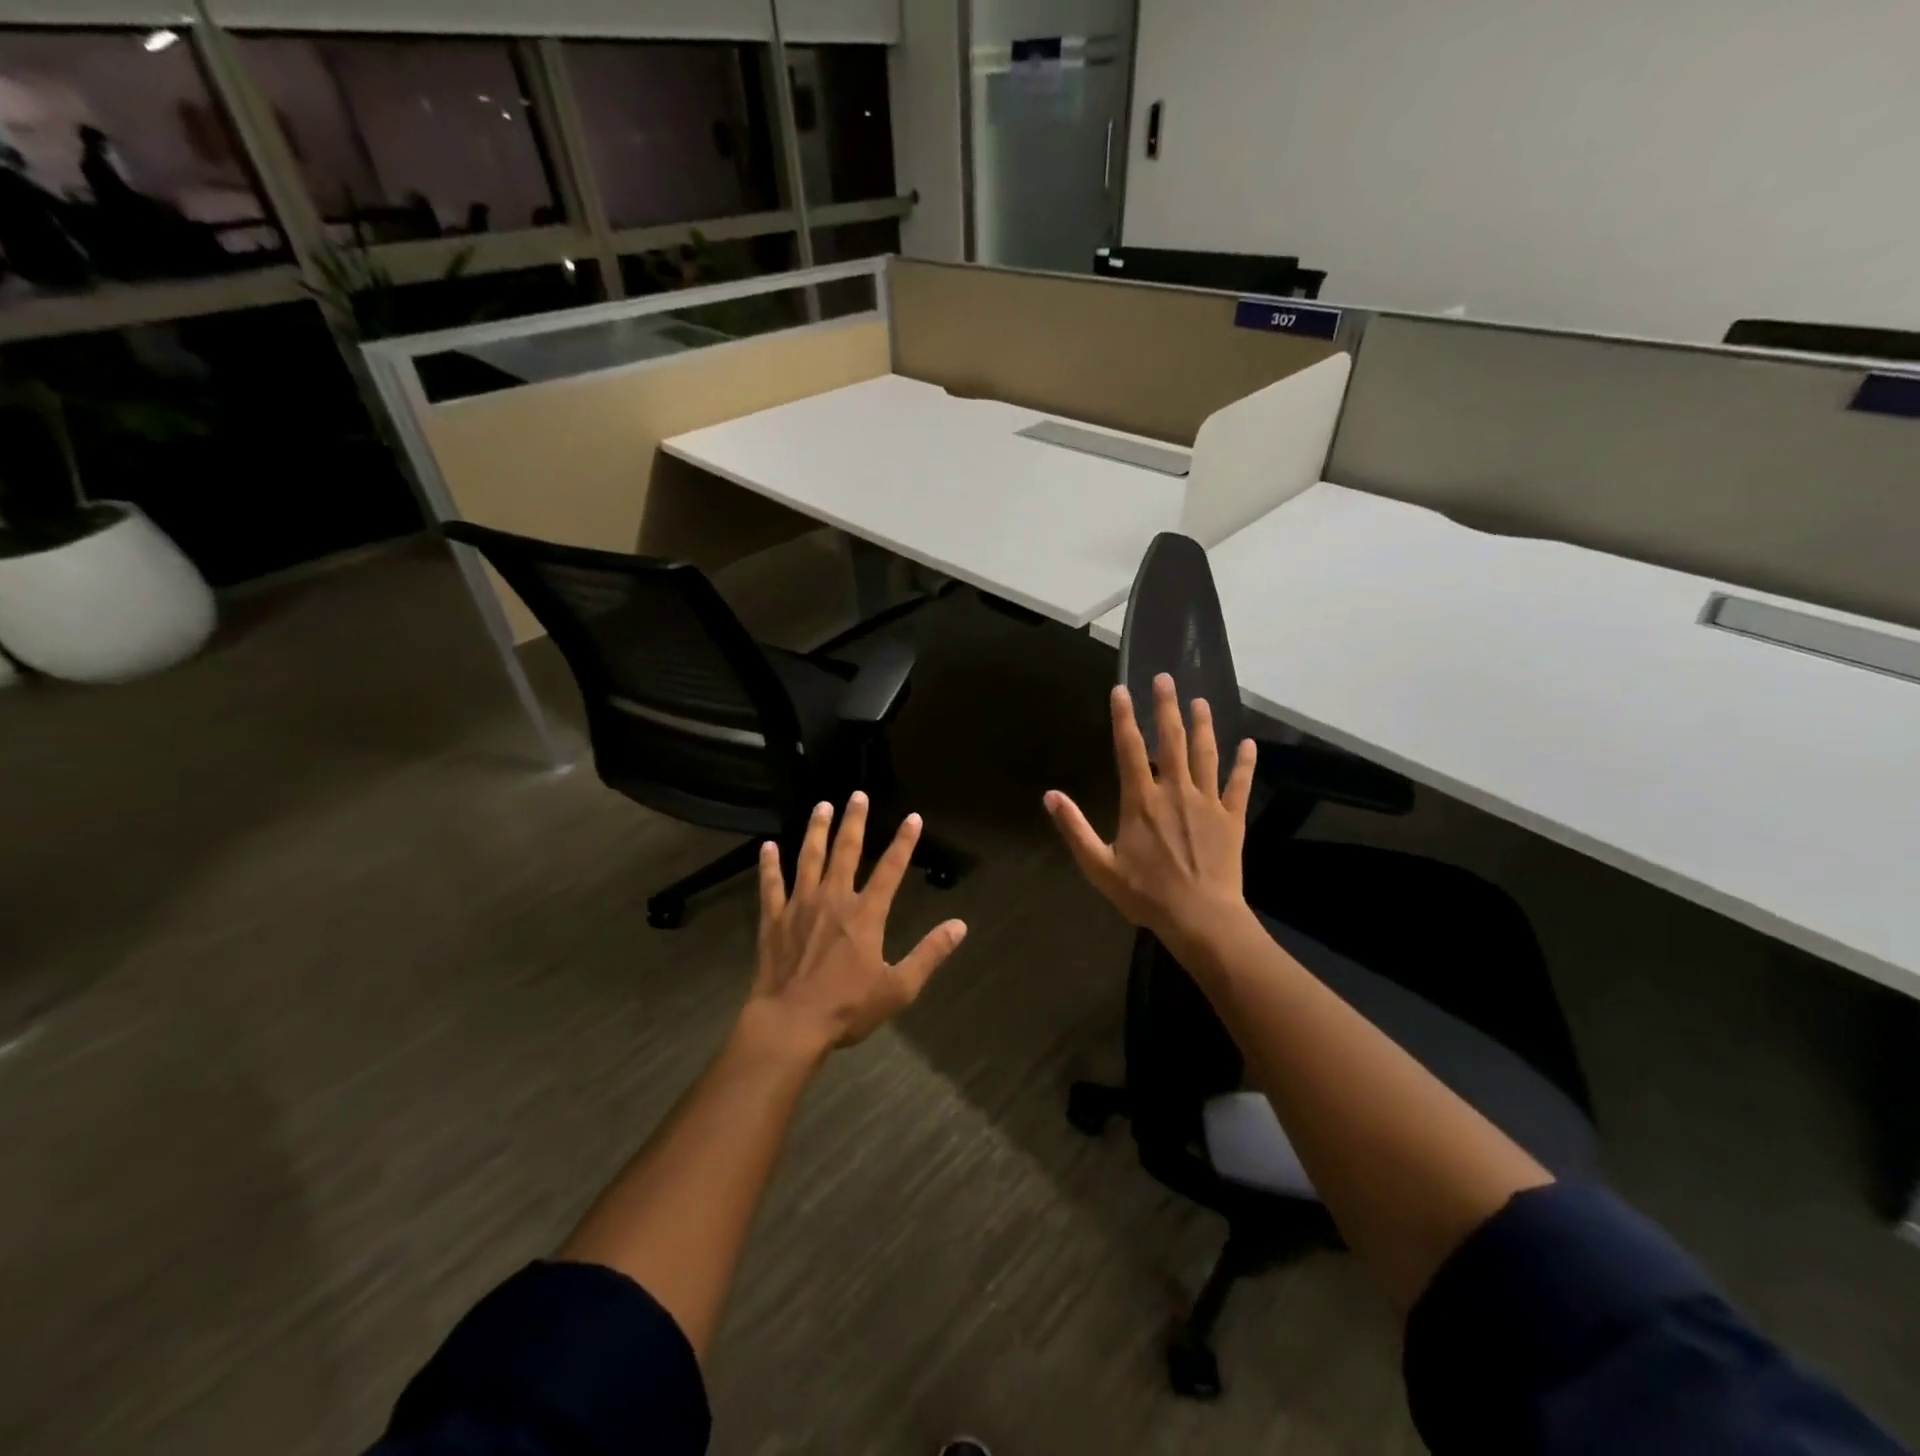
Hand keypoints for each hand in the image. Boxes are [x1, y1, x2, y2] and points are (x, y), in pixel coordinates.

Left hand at [744, 792, 966, 1060]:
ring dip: (816, 831)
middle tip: (857, 795)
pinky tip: (767, 847)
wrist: (790, 1023)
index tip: (913, 818)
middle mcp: (833, 900)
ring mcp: (800, 906)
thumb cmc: (847, 1007)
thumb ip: (929, 954)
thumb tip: (960, 926)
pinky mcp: (773, 919)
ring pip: (808, 859)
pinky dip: (769, 865)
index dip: (904, 842)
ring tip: (820, 806)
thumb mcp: (899, 987)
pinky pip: (771, 885)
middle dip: (853, 822)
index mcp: (865, 914)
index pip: (891, 870)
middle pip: (845, 852)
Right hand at [1045, 673, 1256, 951]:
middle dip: (1166, 706)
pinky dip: (1244, 763)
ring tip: (1200, 700)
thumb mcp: (1099, 866)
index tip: (1121, 690)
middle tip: (1165, 678)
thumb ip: (1074, 828)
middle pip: (1171, 740)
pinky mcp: (1232, 818)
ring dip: (1202, 725)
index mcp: (1141, 801)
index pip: (1130, 749)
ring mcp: (1207, 803)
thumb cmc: (1146, 894)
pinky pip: (1239, 784)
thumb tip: (1050, 796)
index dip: (1124, 717)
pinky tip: (1248, 743)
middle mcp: (1175, 791)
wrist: (1200, 918)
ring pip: (1206, 754)